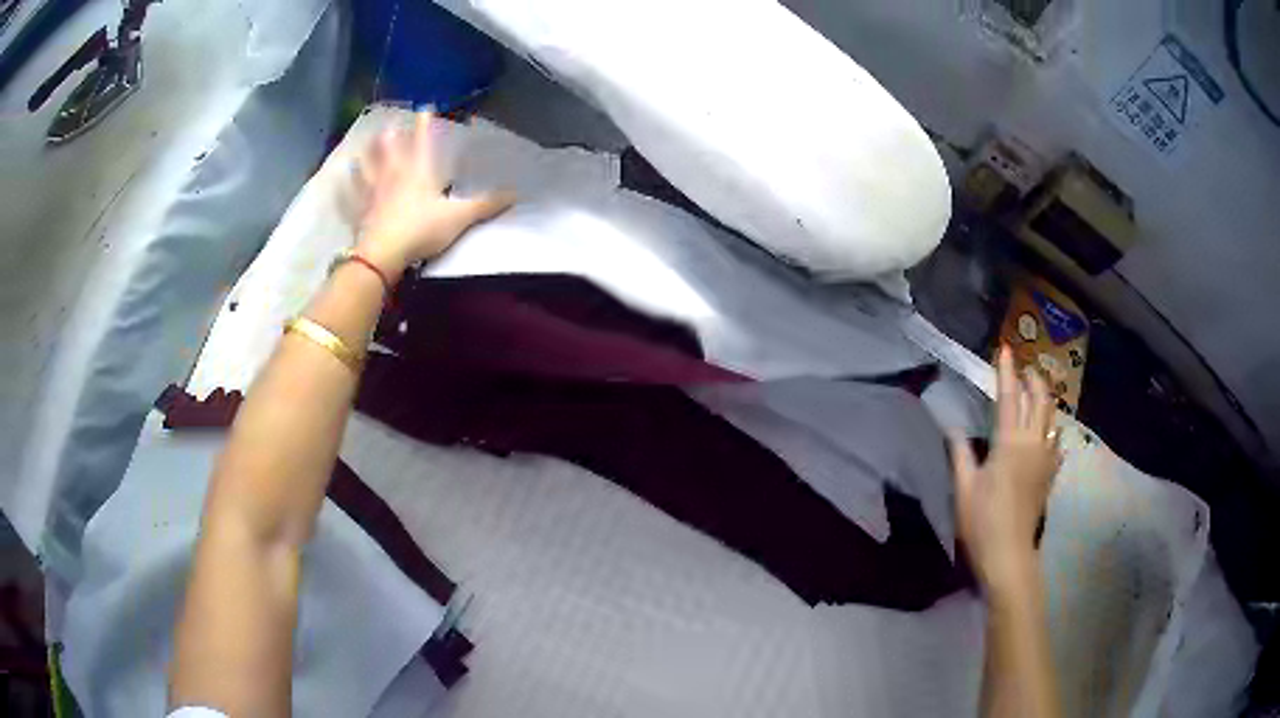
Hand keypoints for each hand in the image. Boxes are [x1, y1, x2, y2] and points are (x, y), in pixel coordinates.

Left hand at [354, 112, 513, 275]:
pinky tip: (341, 183)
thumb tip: (516, 194)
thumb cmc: (421, 230)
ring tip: (363, 148)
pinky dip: (345, 189)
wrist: (383, 253)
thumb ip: (485, 205)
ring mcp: (372, 193)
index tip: (424, 108)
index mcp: (418, 172)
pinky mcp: (359, 212)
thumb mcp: (459, 217)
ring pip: (368, 169)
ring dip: (367, 157)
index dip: (424, 125)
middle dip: (390, 138)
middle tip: (388, 127)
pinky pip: (350, 197)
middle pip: (389, 151)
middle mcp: (393, 176)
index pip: (422, 142)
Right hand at [950, 346, 1061, 595]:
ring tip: (1036, 392)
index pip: (1010, 396)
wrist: (1009, 554)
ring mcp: (1046, 458)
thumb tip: (951, 426)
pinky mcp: (1051, 474)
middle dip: (1033, 378)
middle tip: (1024, 368)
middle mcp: (1033, 443)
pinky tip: (1047, 432)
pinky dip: (1052, 427)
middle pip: (1040, 399)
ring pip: (1053, 416)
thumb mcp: (964, 488)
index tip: (1005, 349)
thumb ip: (960, 453)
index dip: (1007, 371)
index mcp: (1009, 442)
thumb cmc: (982, 522)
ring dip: (1045, 399)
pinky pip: (1057, 441)